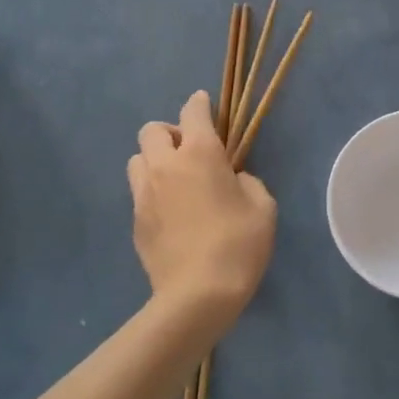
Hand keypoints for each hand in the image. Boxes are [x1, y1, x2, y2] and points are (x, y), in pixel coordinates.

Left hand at [127, 90, 276, 335]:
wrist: (198, 294)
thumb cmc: (239, 244)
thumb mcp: (263, 208)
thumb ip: (247, 182)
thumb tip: (232, 180)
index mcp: (200, 153)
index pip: (192, 112)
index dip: (199, 104)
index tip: (204, 104)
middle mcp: (165, 165)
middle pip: (152, 130)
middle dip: (169, 133)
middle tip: (189, 152)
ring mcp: (144, 193)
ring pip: (137, 159)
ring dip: (154, 161)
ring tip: (174, 181)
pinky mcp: (134, 221)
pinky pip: (139, 193)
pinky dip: (152, 192)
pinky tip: (170, 213)